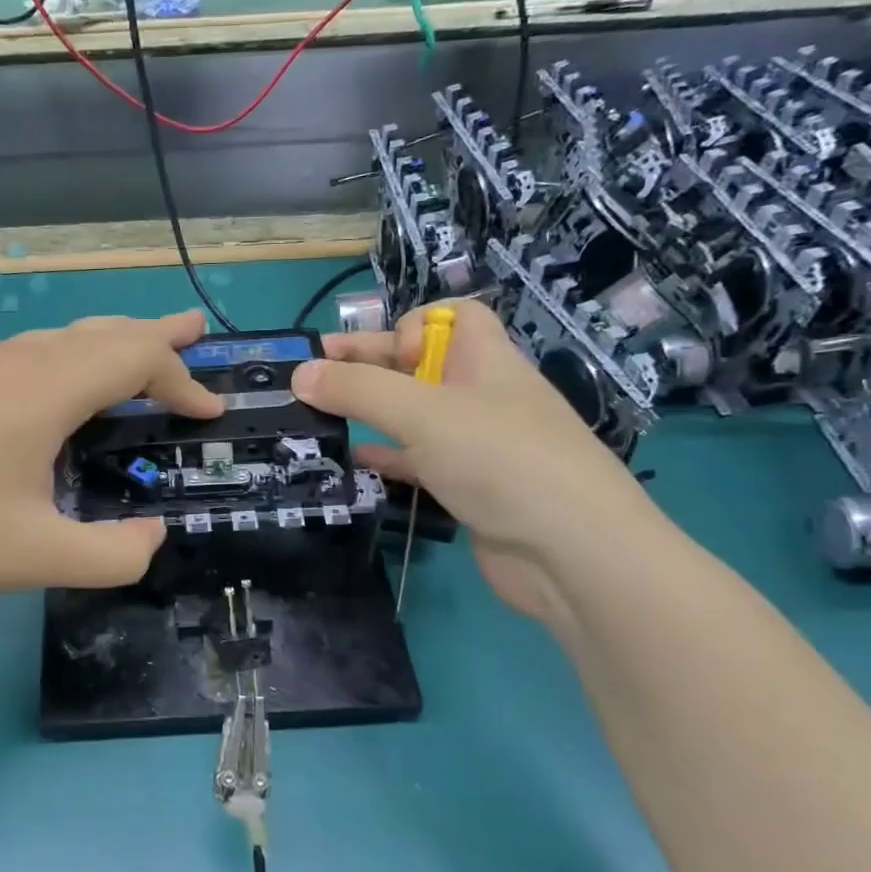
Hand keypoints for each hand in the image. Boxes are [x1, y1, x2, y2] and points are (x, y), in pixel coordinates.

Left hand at [0, 311, 223, 617]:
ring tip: (138, 352)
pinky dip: (67, 358)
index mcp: (41, 393)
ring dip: (107, 344)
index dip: (181, 380)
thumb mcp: (42, 560)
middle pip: (100, 332)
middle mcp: (11, 363)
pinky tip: (60, 386)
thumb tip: (154, 537)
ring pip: (59, 338)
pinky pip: (25, 352)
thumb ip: (116, 555)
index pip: (133, 360)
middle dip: (154, 335)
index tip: (211, 411)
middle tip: (193, 332)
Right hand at [294, 298, 652, 624]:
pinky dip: (385, 457)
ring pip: (414, 416)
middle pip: (421, 365)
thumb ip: (359, 390)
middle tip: (312, 378)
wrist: (571, 554)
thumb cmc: (501, 460)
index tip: (381, 357)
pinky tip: (351, 462)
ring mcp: (477, 446)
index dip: (412, 324)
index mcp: (486, 360)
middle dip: (370, 366)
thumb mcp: (424, 413)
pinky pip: (417, 462)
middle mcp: (482, 396)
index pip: (453, 317)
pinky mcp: (468, 488)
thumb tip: (299, 374)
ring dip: (371, 413)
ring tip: (317, 418)